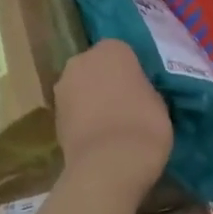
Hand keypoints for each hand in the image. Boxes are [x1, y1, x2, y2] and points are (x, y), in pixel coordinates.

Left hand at [54, 41, 171, 188]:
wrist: (108, 164)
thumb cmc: (143, 125)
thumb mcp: (159, 102)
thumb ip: (143, 89)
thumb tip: (135, 94)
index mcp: (111, 49)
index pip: (124, 53)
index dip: (133, 72)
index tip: (142, 89)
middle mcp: (81, 60)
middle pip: (96, 67)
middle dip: (107, 81)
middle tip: (126, 104)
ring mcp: (62, 87)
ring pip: (82, 88)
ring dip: (92, 99)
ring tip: (112, 125)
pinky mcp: (53, 114)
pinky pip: (74, 110)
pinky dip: (83, 119)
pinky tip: (98, 137)